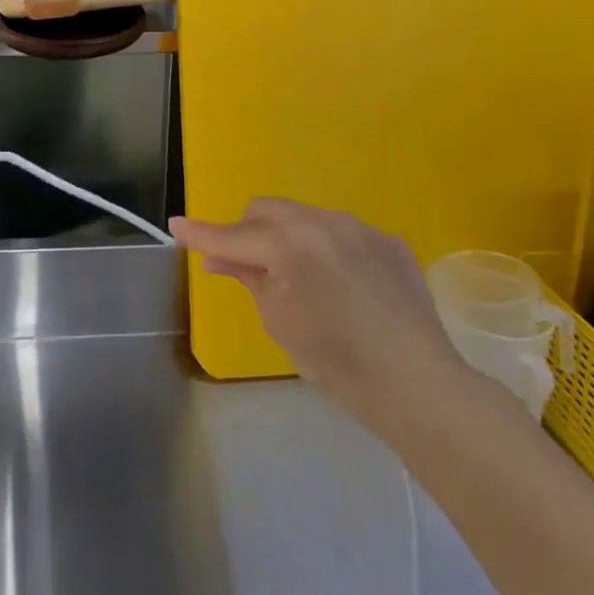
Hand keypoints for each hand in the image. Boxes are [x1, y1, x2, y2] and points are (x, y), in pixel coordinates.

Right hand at [173, 198, 469, 428]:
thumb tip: (220, 257)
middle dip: (247, 232)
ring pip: (304, 217)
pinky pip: (342, 234)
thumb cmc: (336, 360)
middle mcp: (324, 221)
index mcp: (291, 243)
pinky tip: (342, 287)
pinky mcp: (388, 241)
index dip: (201, 234)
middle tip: (245, 266)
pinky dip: (327, 250)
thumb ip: (248, 277)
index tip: (175, 225)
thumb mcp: (279, 320)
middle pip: (266, 210)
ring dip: (288, 238)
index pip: (233, 236)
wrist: (418, 384)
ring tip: (300, 280)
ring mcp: (360, 228)